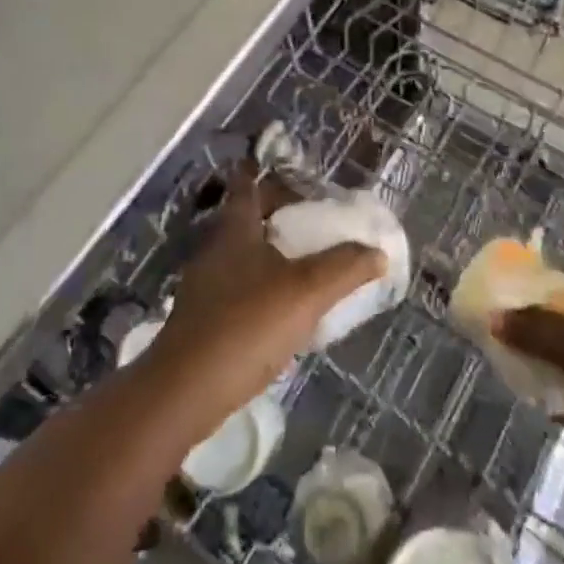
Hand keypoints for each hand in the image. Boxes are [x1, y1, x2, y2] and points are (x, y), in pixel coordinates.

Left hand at [148, 176, 384, 428]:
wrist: (186, 391)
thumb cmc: (246, 324)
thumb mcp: (306, 292)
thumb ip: (344, 268)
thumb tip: (377, 252)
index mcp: (235, 228)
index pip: (247, 184)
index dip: (264, 172)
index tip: (289, 172)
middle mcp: (216, 248)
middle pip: (247, 218)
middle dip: (277, 215)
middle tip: (312, 221)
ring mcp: (205, 285)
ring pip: (243, 255)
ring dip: (271, 255)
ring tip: (306, 266)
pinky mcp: (203, 319)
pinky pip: (238, 288)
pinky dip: (261, 288)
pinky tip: (283, 312)